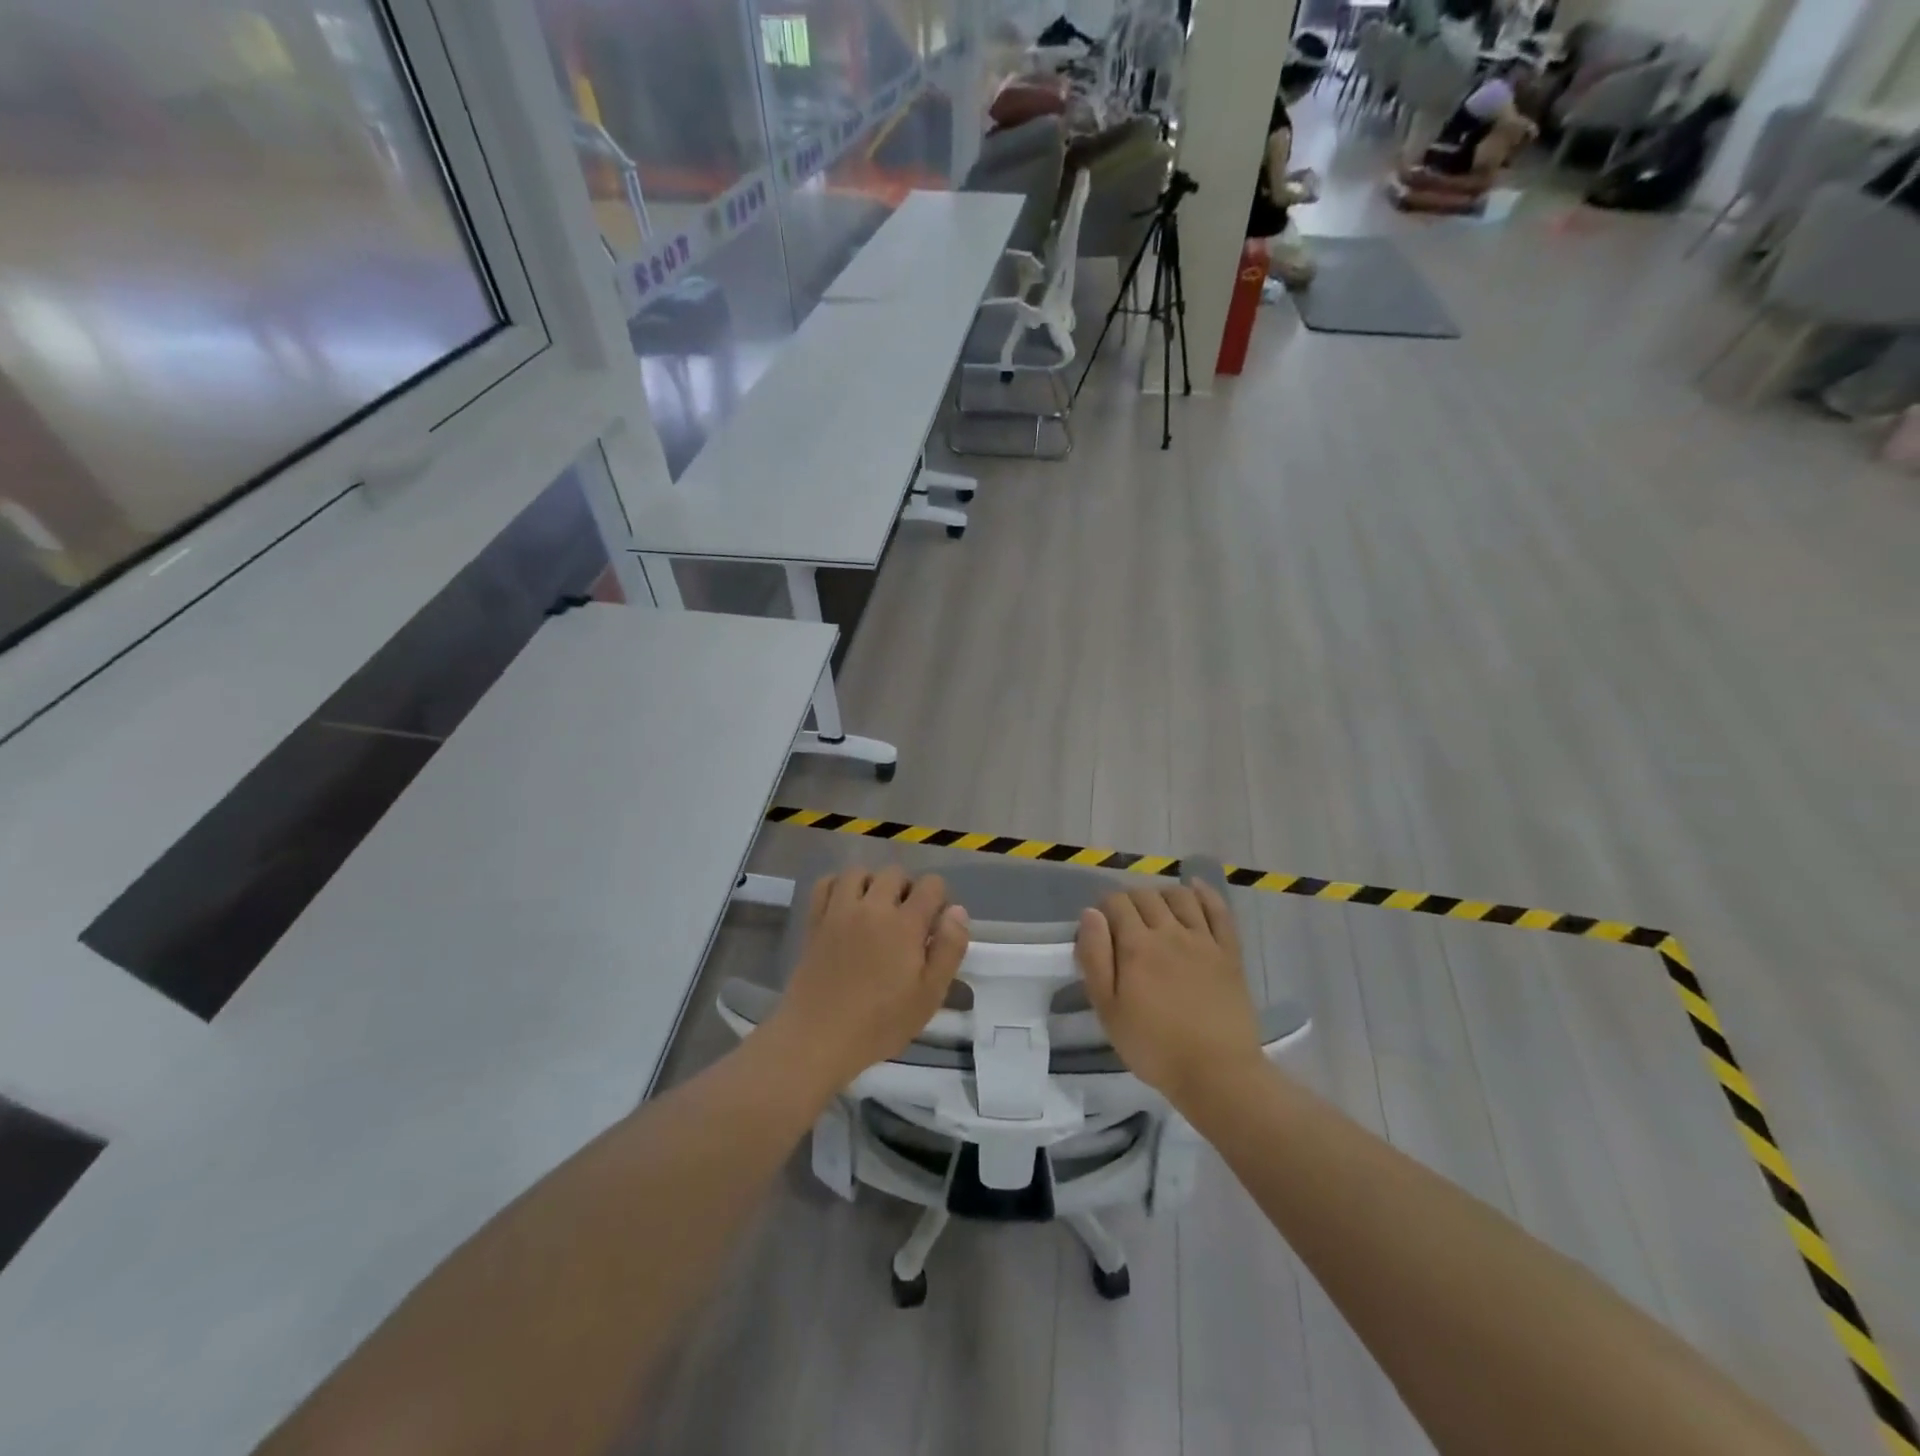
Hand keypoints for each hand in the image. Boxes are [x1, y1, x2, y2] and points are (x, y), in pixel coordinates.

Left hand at [767, 867, 968, 1093]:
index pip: (931, 885)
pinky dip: (839, 886)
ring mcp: (840, 910)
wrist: (818, 1037)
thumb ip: (949, 949)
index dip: (939, 899)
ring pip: (860, 872)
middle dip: (907, 889)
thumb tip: (957, 911)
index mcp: (905, 924)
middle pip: (895, 873)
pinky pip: (827, 883)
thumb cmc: (880, 1022)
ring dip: (872, 884)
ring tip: (875, 910)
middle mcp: (873, 907)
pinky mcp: (815, 920)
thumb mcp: (930, 995)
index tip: (935, 926)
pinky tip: (846, 907)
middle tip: (907, 921)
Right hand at [1076, 882, 1264, 1107]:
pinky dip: (1205, 893)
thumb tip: (1090, 914)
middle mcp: (1169, 932)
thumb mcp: (1108, 1010)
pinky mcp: (1229, 952)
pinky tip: (1194, 888)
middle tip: (1124, 922)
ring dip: (1162, 894)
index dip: (1103, 908)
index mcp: (1136, 946)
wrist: (1217, 1073)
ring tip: (1155, 909)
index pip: (1115, 903)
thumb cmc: (1153, 1047)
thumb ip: (1095, 958)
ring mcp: (1203, 939)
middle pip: (1145, 895)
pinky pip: (1218, 910)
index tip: (1100, 927)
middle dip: (1129, 900)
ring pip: (1180, 896)